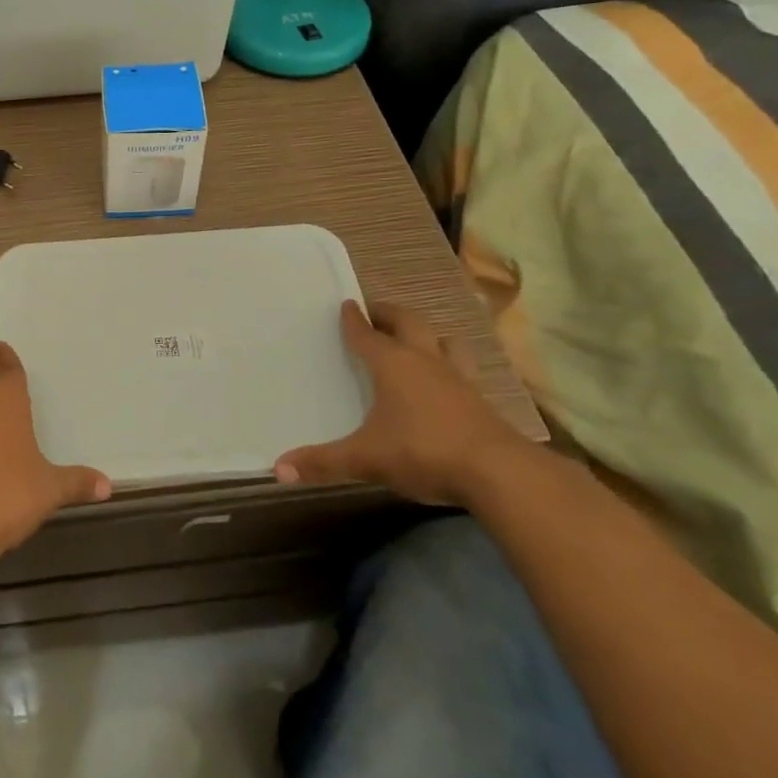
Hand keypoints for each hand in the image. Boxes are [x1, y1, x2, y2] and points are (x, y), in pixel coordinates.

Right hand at [274, 300, 528, 505]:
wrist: (499, 473)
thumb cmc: (423, 452)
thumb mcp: (366, 459)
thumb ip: (322, 462)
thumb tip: (278, 469)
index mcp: (393, 365)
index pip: (367, 334)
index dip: (354, 319)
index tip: (346, 304)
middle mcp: (425, 362)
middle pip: (409, 323)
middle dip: (389, 313)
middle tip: (375, 310)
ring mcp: (458, 379)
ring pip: (445, 341)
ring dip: (429, 335)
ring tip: (418, 338)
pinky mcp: (481, 400)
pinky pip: (464, 369)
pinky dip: (451, 365)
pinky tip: (449, 381)